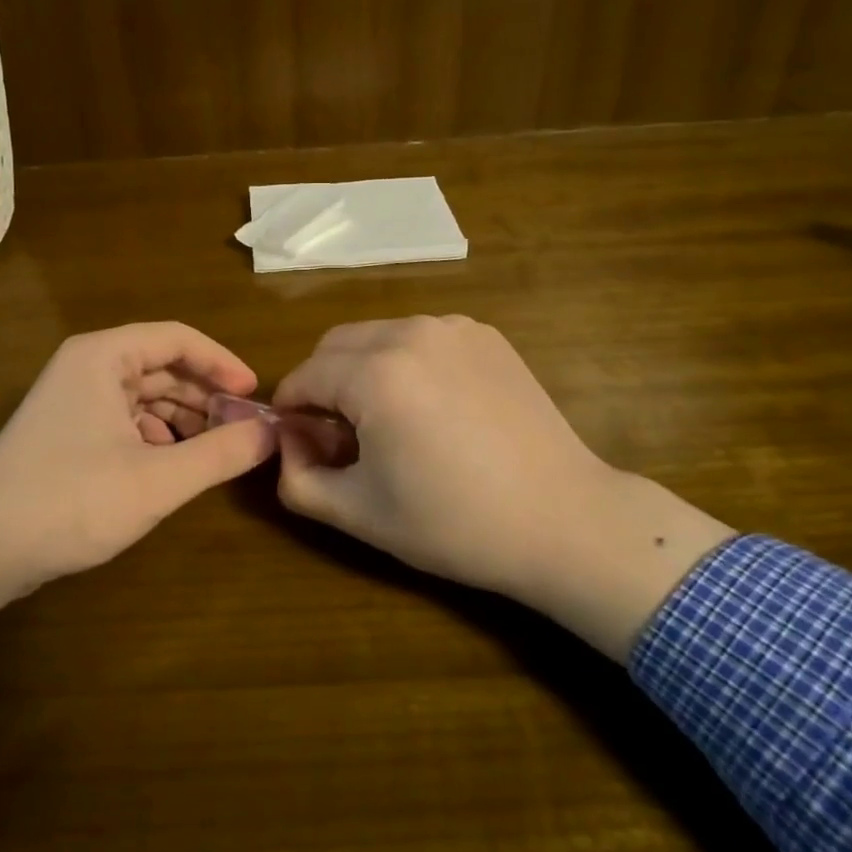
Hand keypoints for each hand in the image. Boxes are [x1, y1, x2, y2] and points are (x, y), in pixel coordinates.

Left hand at [0, 322, 277, 592]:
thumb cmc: (72, 501)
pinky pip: (123, 418)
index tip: (254, 394)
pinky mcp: (64, 430)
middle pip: (160, 365)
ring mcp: (70, 398)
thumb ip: (221, 453)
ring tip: (212, 449)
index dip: (221, 362)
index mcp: (103, 357)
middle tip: (240, 427)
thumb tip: (271, 433)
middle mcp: (85, 366)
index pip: (177, 338)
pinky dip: (154, 435)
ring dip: (181, 417)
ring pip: (143, 394)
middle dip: (203, 394)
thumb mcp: (158, 480)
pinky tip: (169, 464)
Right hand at [273, 316, 733, 660]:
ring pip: (377, 336)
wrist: (564, 520)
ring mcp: (454, 328)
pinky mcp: (486, 335)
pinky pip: (421, 338)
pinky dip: (406, 363)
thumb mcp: (357, 513)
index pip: (303, 376)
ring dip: (362, 370)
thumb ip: (296, 478)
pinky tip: (432, 409)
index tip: (303, 446)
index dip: (291, 412)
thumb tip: (287, 443)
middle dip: (322, 384)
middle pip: (334, 345)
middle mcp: (410, 332)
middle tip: (341, 436)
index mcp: (375, 373)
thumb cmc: (455, 523)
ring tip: (387, 422)